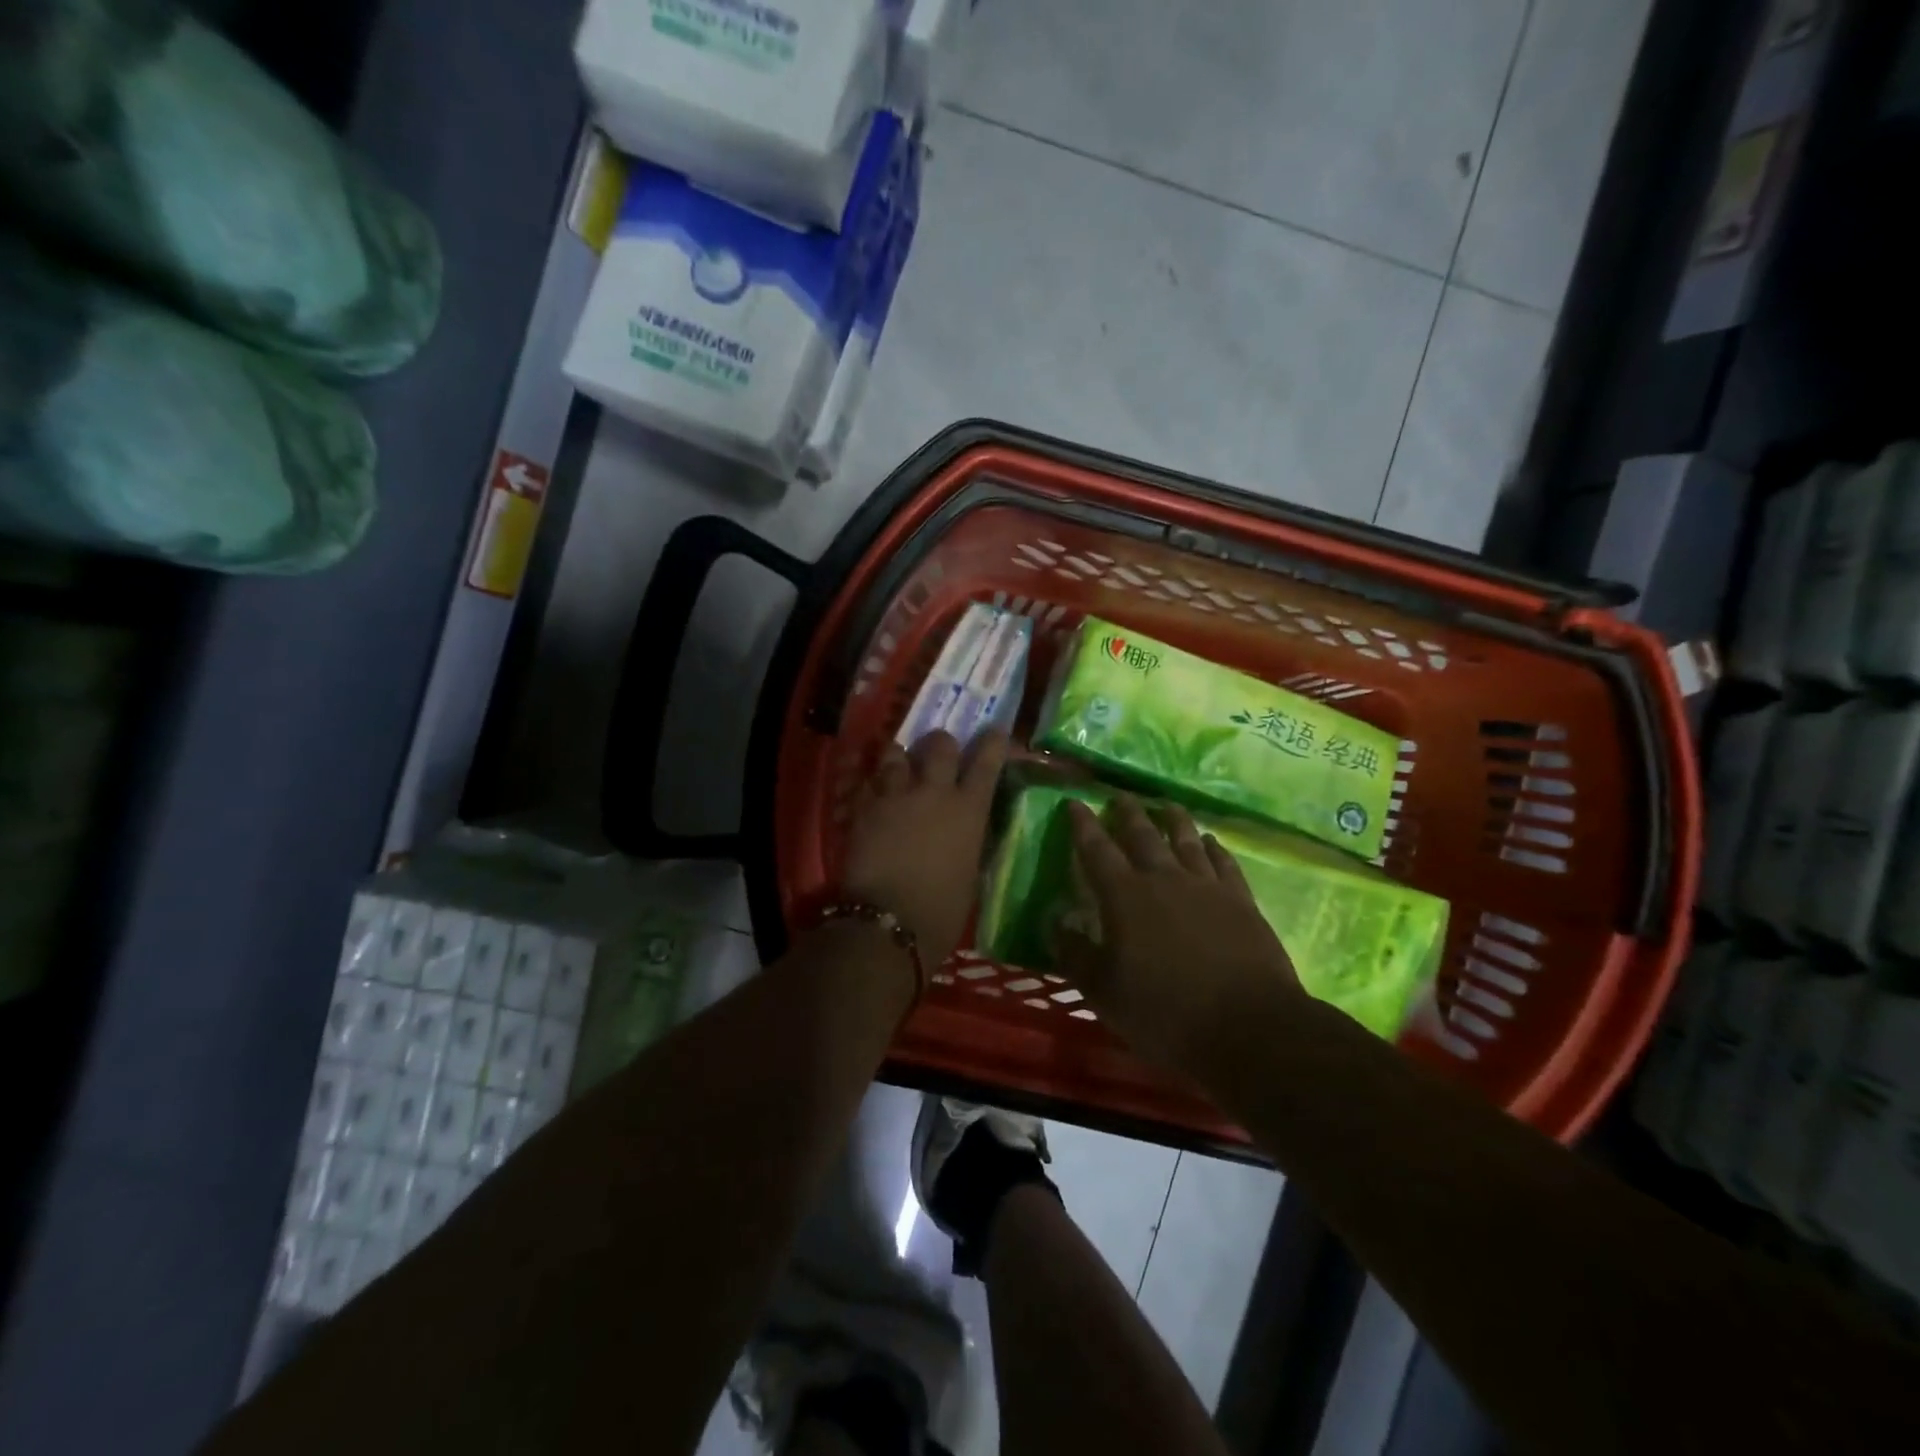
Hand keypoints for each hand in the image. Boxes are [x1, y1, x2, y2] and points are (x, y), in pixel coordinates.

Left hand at [841, 730, 1010, 968]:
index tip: (994, 731)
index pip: (987, 761)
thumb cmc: (942, 910)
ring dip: (900, 757)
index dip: (992, 742)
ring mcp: (896, 795)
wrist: (889, 922)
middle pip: (939, 744)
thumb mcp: (970, 872)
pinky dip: (873, 782)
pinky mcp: (864, 807)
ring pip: (896, 753)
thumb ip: (969, 840)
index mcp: (969, 809)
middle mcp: (934, 792)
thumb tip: (967, 828)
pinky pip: (868, 781)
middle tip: (938, 753)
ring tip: (899, 766)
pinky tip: (873, 792)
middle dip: (941, 744)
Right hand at [1059, 796, 1304, 1075]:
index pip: (1096, 851)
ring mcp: (1207, 887)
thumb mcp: (1104, 992)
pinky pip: (1225, 863)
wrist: (1248, 1027)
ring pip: (1187, 841)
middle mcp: (1165, 880)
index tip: (1074, 803)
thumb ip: (1076, 954)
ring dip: (1174, 820)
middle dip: (1128, 813)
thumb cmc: (1165, 1013)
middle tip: (1120, 795)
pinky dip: (1215, 848)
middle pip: (1143, 835)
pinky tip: (1212, 842)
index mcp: (1125, 897)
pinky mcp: (1241, 902)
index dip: (1083, 826)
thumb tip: (1054, 922)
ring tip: (1167, 805)